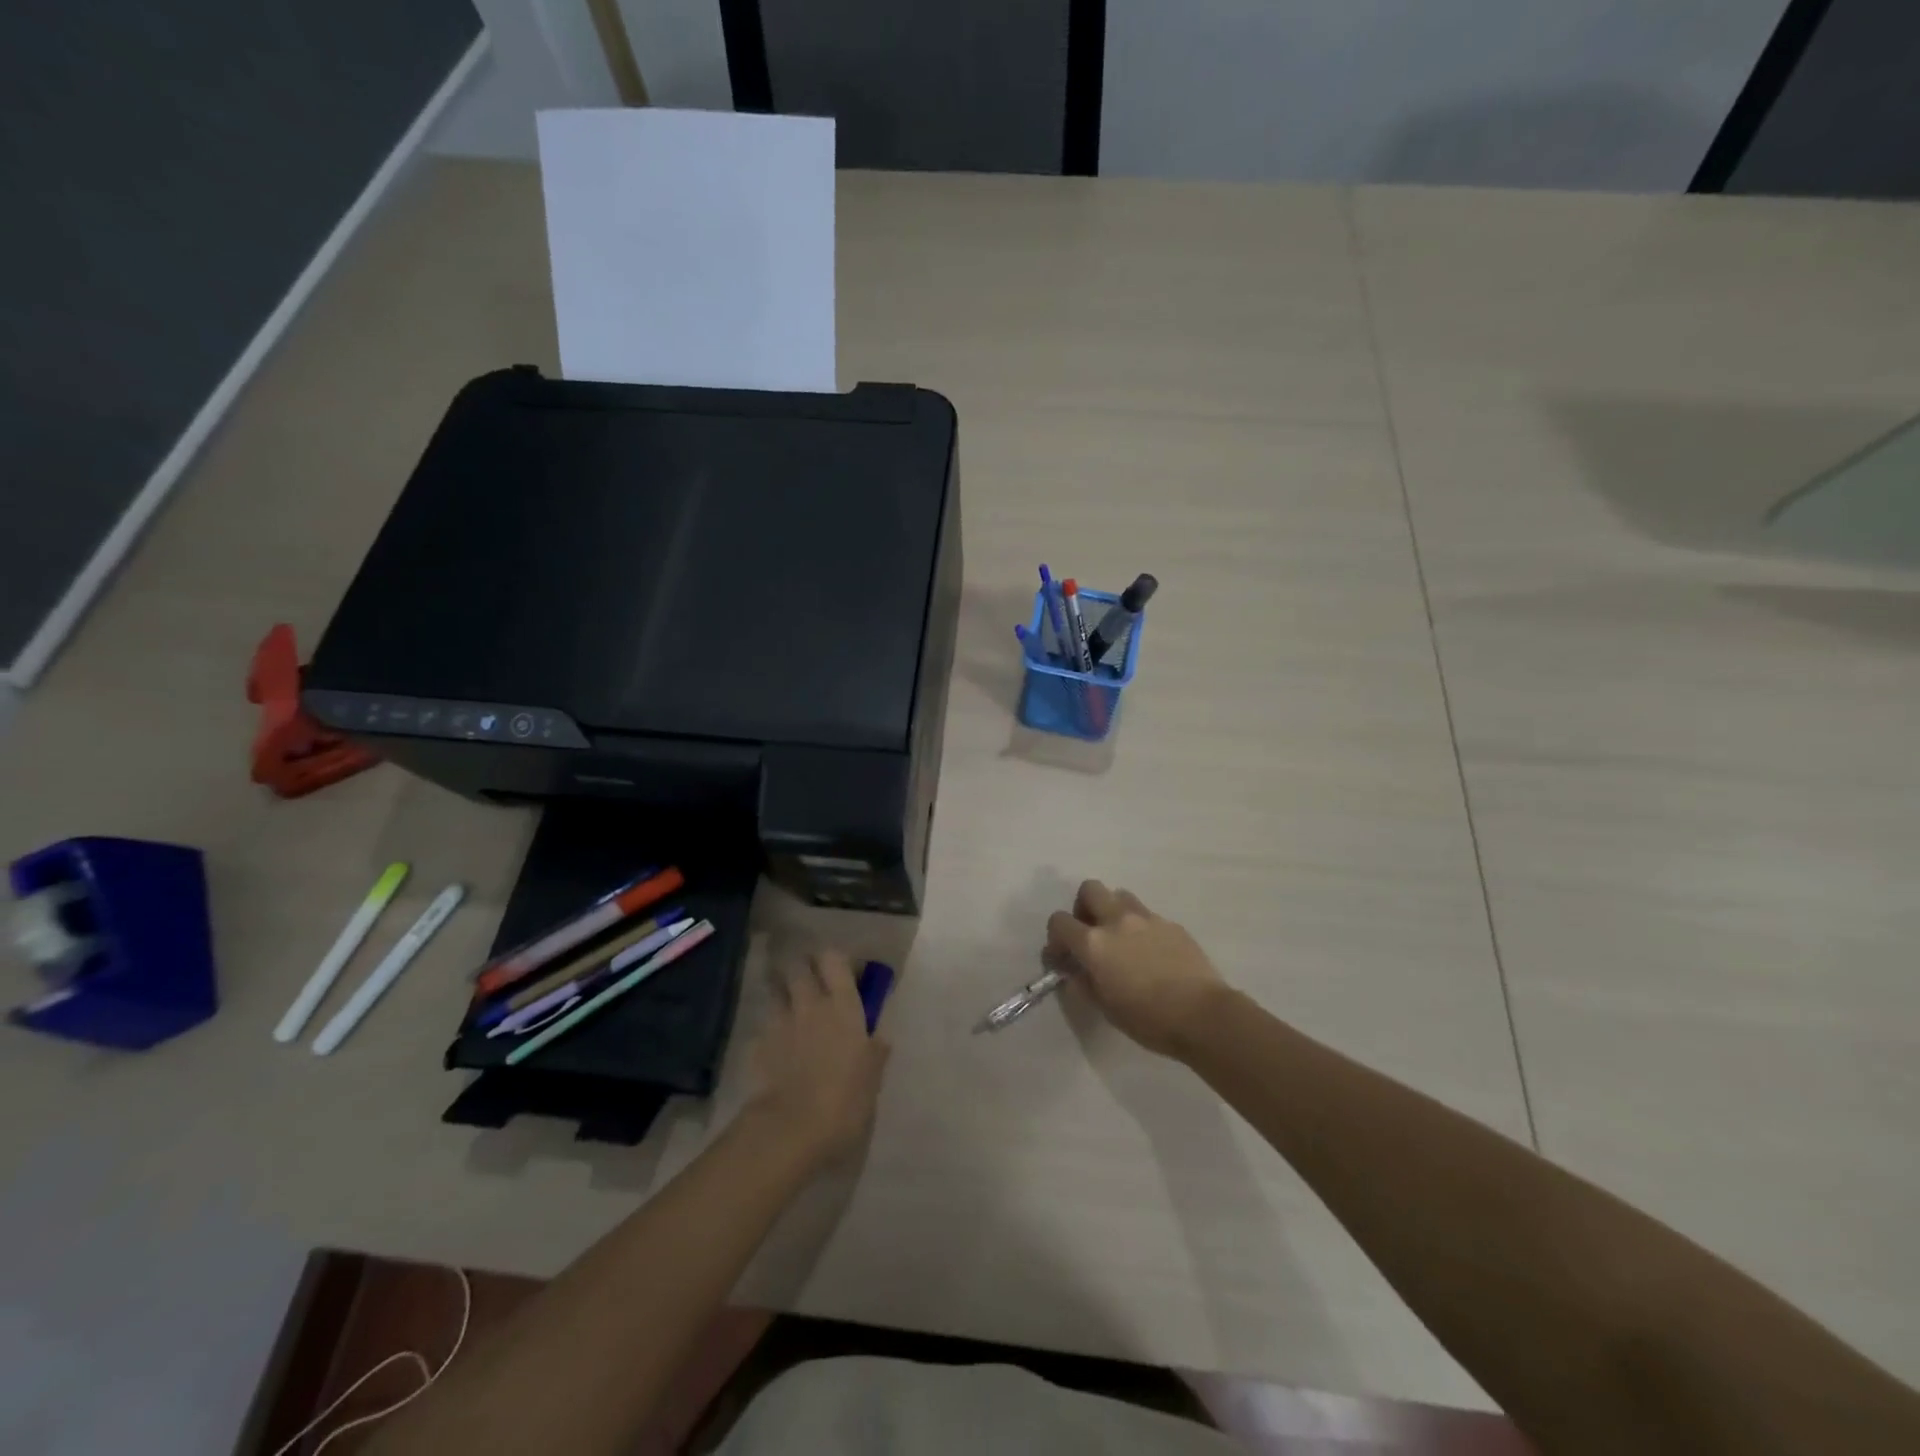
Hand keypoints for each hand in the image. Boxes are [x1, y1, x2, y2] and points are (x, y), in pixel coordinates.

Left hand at [745, 949, 889, 1166]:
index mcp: (843, 1007)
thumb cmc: (845, 1102)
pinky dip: (769, 1031)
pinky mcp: (756, 1046)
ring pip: (775, 990)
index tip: (838, 969)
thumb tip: (879, 1039)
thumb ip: (875, 1054)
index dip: (833, 960)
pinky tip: (774, 1047)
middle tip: (810, 981)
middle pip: (798, 966)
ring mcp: (779, 1023)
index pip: (833, 959)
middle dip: (802, 968)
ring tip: (789, 1008)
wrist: (791, 1129)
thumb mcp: (872, 1080)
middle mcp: (809, 1004)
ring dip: (781, 993)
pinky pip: (763, 1027)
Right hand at [1046, 881, 1226, 1057]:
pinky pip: (1148, 915)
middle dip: (1083, 907)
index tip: (1062, 956)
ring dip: (1113, 910)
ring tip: (1121, 939)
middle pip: (1090, 889)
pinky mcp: (1172, 924)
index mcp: (1094, 943)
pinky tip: (1151, 953)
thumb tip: (1075, 972)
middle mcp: (1117, 920)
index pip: (1059, 921)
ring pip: (1120, 895)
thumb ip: (1083, 984)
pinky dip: (1141, 927)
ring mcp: (1147, 918)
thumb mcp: (1105, 1008)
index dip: (1055, 937)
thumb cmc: (1148, 1018)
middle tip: (1090, 933)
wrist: (1203, 1015)